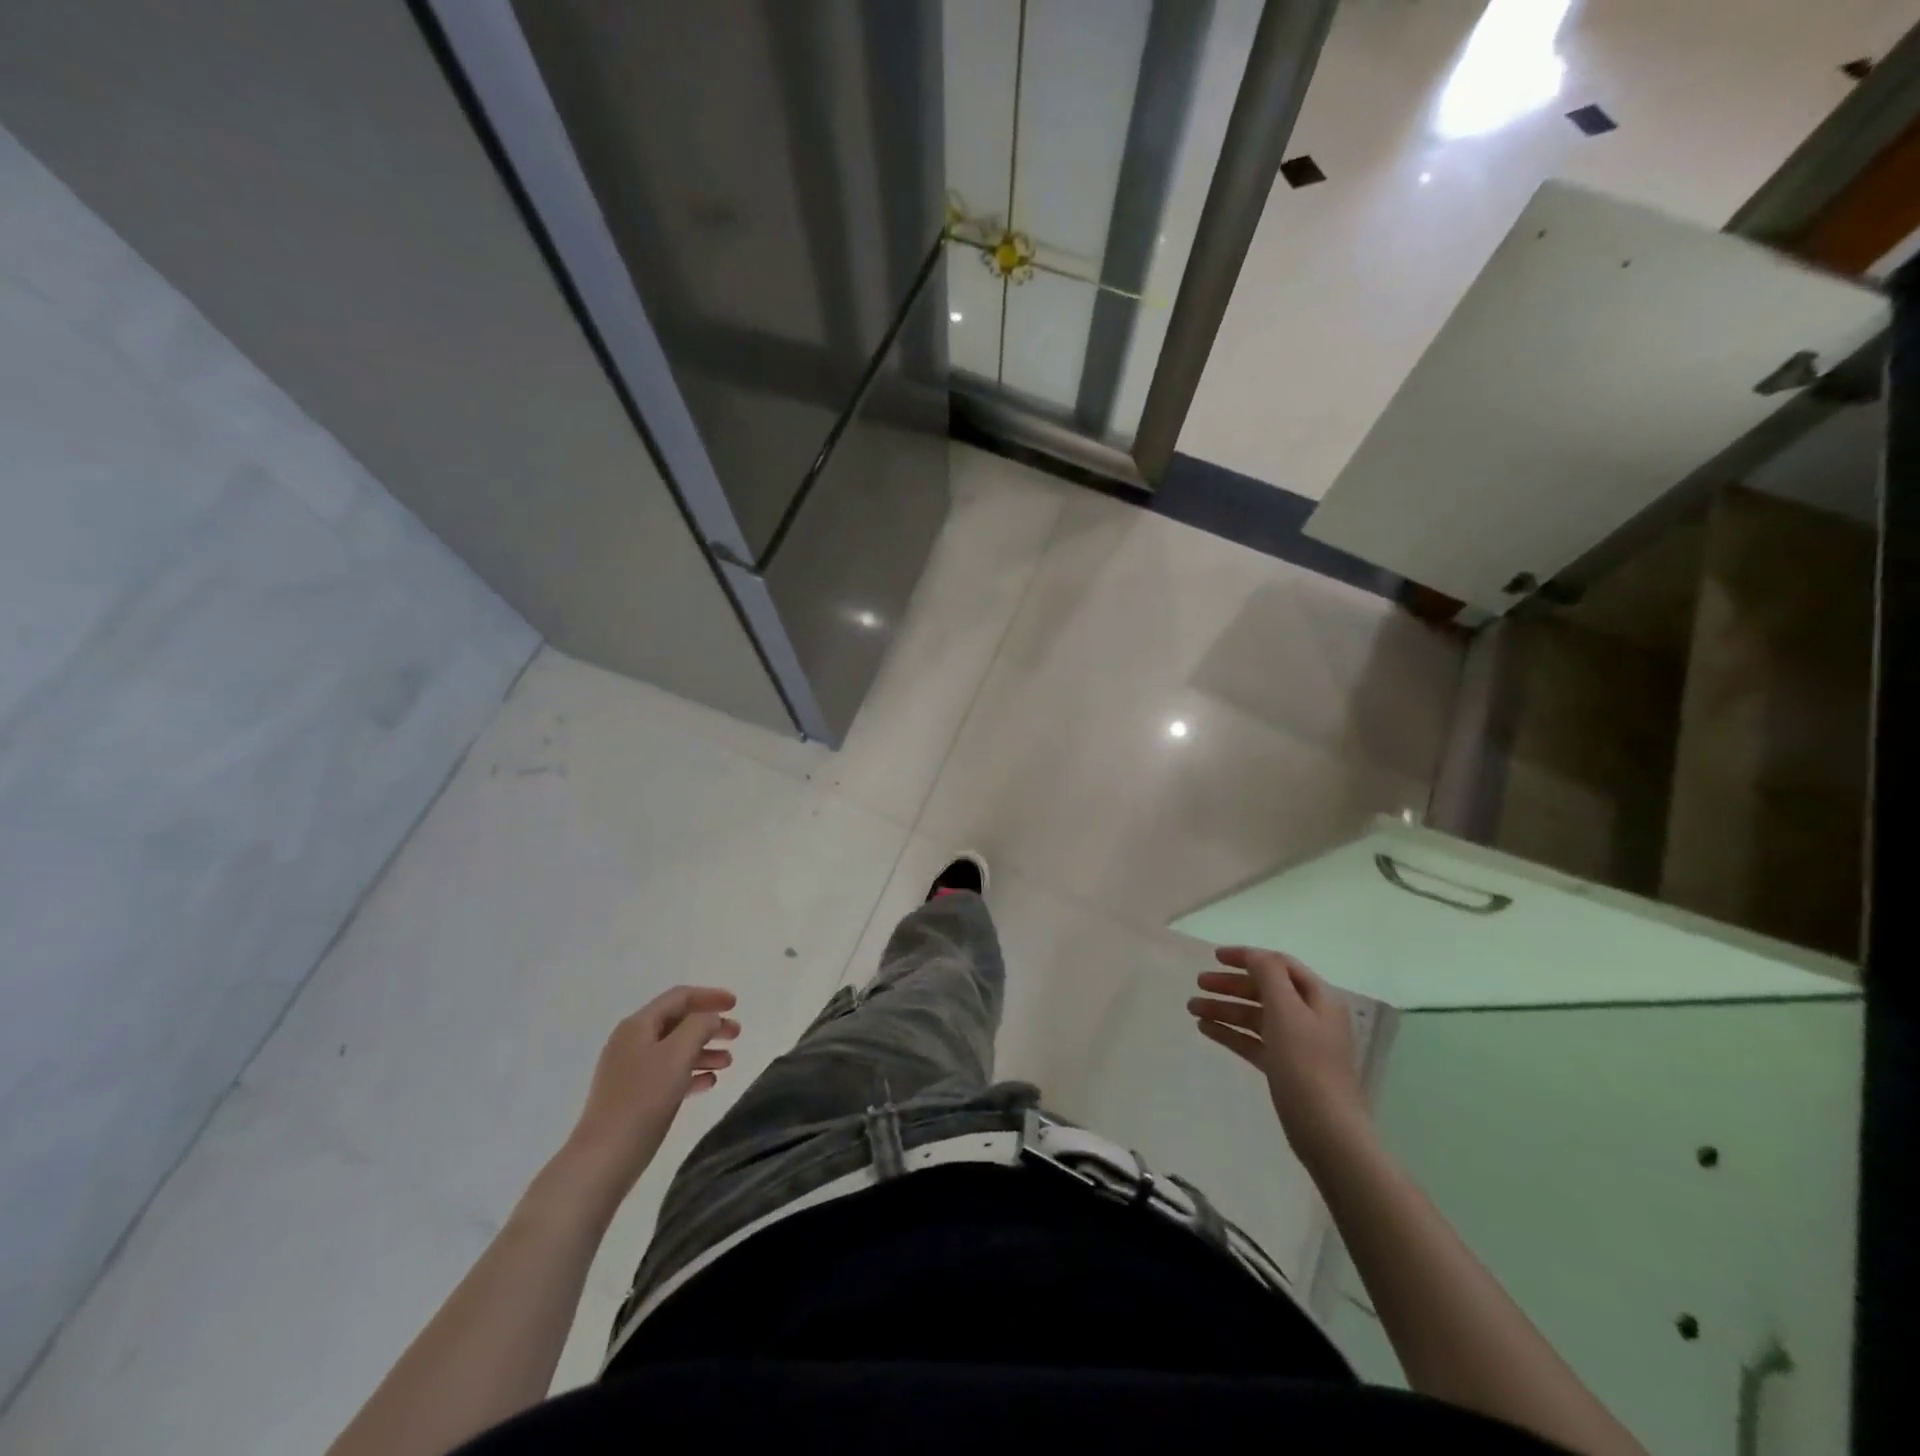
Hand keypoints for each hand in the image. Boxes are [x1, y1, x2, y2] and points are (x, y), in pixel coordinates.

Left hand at [562, 985, 740, 1194]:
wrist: (604, 1157)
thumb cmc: (644, 1099)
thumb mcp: (677, 1054)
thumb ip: (699, 1026)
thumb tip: (710, 1018)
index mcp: (638, 1025)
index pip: (679, 997)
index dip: (710, 996)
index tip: (736, 1004)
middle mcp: (632, 1042)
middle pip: (678, 1022)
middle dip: (709, 1025)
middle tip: (736, 1035)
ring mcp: (630, 1070)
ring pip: (675, 1049)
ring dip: (703, 1050)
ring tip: (728, 1062)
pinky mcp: (632, 1096)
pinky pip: (668, 1074)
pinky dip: (690, 1073)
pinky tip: (709, 1083)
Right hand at [1188, 946, 1368, 1164]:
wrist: (1327, 1133)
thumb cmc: (1306, 1065)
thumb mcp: (1287, 1012)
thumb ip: (1269, 976)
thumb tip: (1255, 955)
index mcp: (1317, 999)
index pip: (1279, 965)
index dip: (1248, 957)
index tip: (1214, 957)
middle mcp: (1309, 1017)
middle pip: (1265, 990)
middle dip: (1231, 984)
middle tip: (1199, 983)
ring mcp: (1297, 1044)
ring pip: (1255, 1016)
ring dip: (1225, 1008)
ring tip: (1192, 1008)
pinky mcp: (1285, 1068)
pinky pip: (1253, 1041)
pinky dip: (1230, 1032)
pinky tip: (1205, 1029)